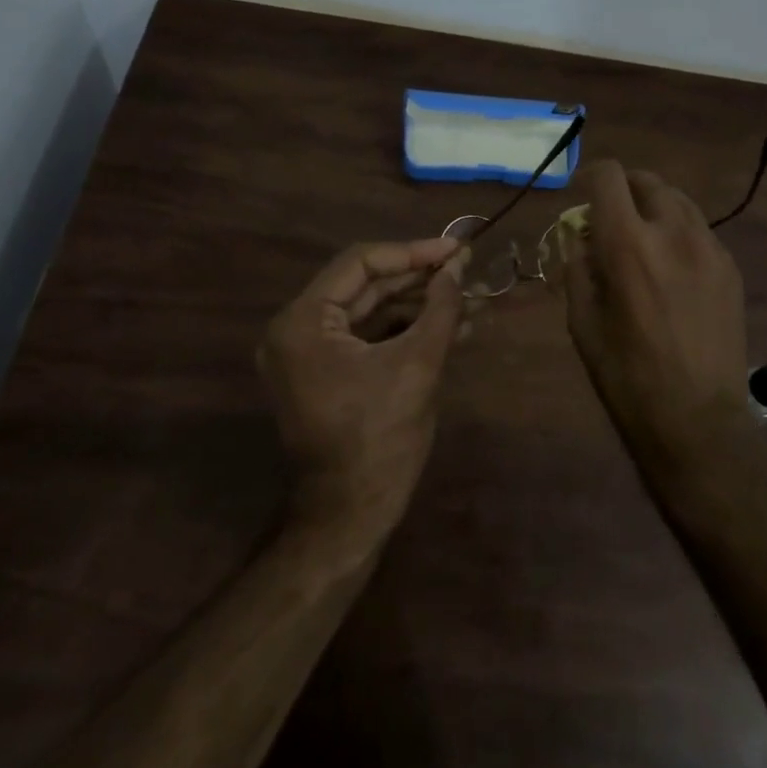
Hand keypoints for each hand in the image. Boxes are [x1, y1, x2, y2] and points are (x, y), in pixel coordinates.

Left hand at [259, 237, 468, 543]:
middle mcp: (296, 330)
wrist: (350, 517)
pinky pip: (369, 337)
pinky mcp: (327, 373)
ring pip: (371, 311)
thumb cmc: (380, 439)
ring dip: (418, 305)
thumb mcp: (417, 365)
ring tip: (469, 298)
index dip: (413, 253)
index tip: (456, 250)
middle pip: (365, 285)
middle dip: (419, 279)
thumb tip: (458, 267)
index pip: (361, 264)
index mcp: (303, 322)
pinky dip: (406, 330)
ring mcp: (309, 354)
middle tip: (466, 270)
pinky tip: (451, 326)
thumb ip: (440, 308)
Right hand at [558, 161, 753, 467]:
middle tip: (611, 219)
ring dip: (654, 206)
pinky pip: (700, 229)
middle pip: (647, 181)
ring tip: (643, 237)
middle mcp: (673, 232)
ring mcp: (709, 248)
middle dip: (623, 189)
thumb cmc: (627, 376)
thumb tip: (580, 237)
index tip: (582, 197)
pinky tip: (672, 266)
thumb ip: (577, 267)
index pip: (609, 177)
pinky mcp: (730, 268)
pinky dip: (679, 231)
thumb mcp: (582, 323)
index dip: (590, 177)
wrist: (697, 420)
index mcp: (628, 244)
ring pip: (679, 200)